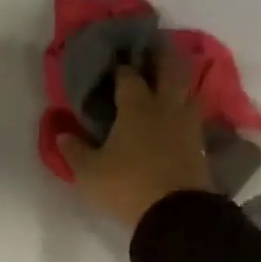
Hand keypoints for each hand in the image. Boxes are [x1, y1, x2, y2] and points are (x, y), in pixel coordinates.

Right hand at [58, 48, 213, 227]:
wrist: (175, 213)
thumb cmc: (126, 185)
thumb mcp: (89, 171)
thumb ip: (74, 150)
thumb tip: (61, 133)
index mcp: (136, 107)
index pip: (128, 76)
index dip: (120, 67)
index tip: (112, 63)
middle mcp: (165, 107)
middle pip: (170, 70)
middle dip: (160, 56)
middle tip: (151, 48)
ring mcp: (187, 124)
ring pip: (189, 90)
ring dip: (180, 79)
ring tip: (168, 78)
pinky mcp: (199, 143)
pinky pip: (193, 114)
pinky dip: (186, 106)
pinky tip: (178, 112)